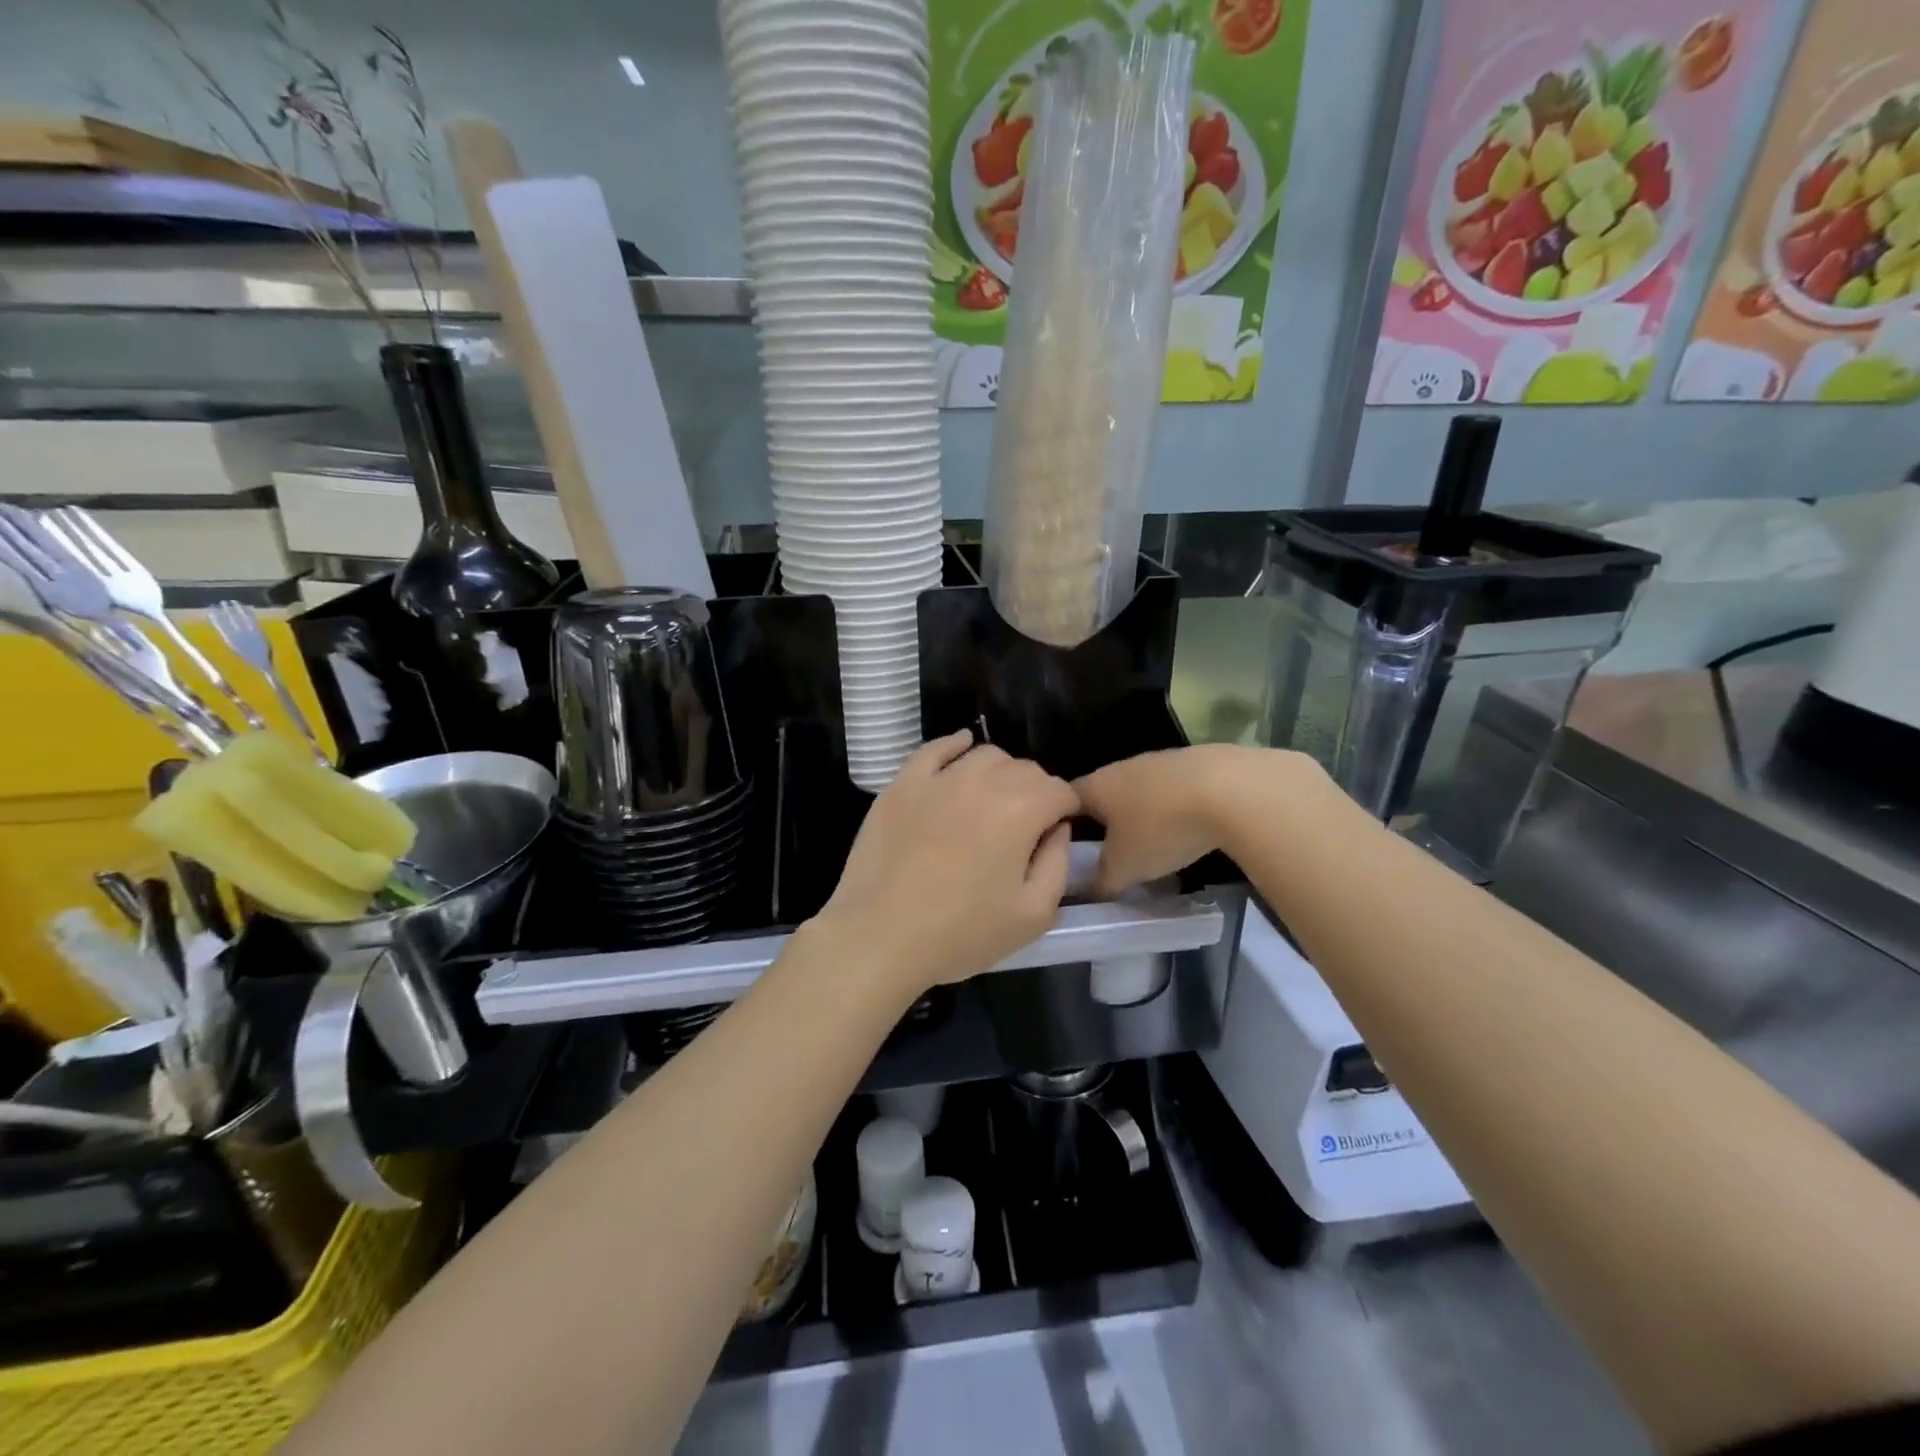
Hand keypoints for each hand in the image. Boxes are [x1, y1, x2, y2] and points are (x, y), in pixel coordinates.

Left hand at [814, 732, 1079, 998]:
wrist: (880, 936)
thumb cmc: (962, 933)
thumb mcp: (1033, 915)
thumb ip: (1057, 864)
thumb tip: (1057, 829)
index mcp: (1021, 810)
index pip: (1060, 791)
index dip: (1067, 811)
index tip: (1057, 834)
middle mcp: (983, 781)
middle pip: (1025, 770)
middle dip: (1036, 792)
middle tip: (1026, 828)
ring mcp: (938, 778)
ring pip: (985, 756)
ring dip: (1000, 773)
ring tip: (993, 803)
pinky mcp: (902, 784)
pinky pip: (935, 749)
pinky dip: (955, 745)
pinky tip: (962, 748)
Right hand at [1075, 745, 1325, 897]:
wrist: (1231, 790)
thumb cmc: (1161, 827)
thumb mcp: (1125, 867)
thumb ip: (1102, 881)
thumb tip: (1090, 892)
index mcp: (1096, 785)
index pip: (1065, 800)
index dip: (1060, 823)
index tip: (1063, 848)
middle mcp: (1122, 766)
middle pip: (1103, 793)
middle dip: (1104, 821)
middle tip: (1107, 852)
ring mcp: (1160, 761)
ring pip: (1139, 791)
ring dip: (1140, 814)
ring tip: (1149, 844)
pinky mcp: (1194, 763)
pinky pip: (1172, 790)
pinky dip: (1173, 809)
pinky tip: (1187, 829)